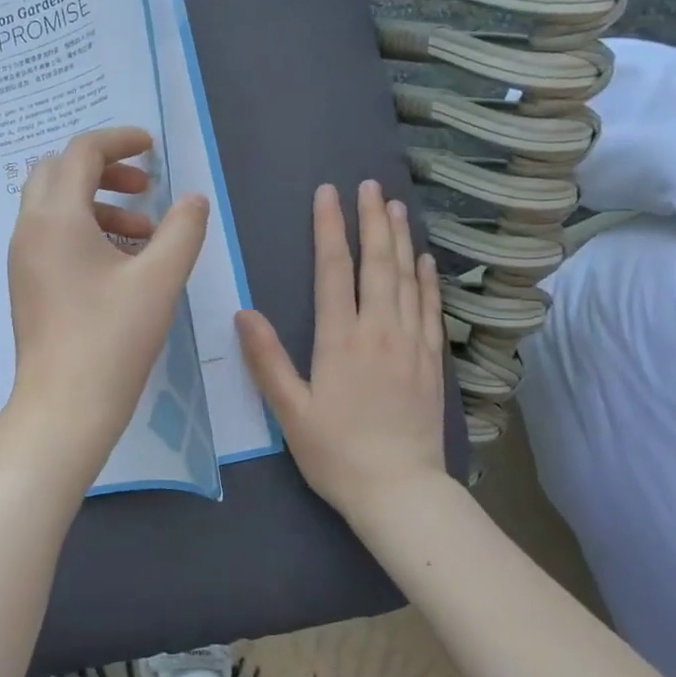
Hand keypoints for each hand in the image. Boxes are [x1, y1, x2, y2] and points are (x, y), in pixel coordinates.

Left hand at [0, 126, 209, 490]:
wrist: (63, 408)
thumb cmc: (112, 340)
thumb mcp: (158, 280)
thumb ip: (182, 230)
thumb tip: (194, 199)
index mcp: (55, 217)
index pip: (81, 152)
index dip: (120, 140)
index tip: (153, 147)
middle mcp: (30, 230)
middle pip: (59, 172)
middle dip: (104, 169)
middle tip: (145, 187)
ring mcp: (23, 259)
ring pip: (55, 206)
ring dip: (98, 203)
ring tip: (144, 232)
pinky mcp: (27, 285)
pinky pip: (53, 237)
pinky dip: (86, 231)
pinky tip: (123, 263)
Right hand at [237, 180, 448, 527]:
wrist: (400, 491)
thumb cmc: (336, 453)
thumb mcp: (290, 412)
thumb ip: (267, 360)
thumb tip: (244, 313)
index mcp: (340, 340)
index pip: (333, 270)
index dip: (329, 228)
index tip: (328, 194)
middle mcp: (378, 331)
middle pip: (377, 264)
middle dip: (371, 221)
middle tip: (370, 186)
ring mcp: (410, 344)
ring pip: (407, 279)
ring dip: (401, 240)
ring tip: (396, 207)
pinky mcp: (431, 361)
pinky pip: (430, 308)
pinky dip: (428, 279)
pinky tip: (425, 260)